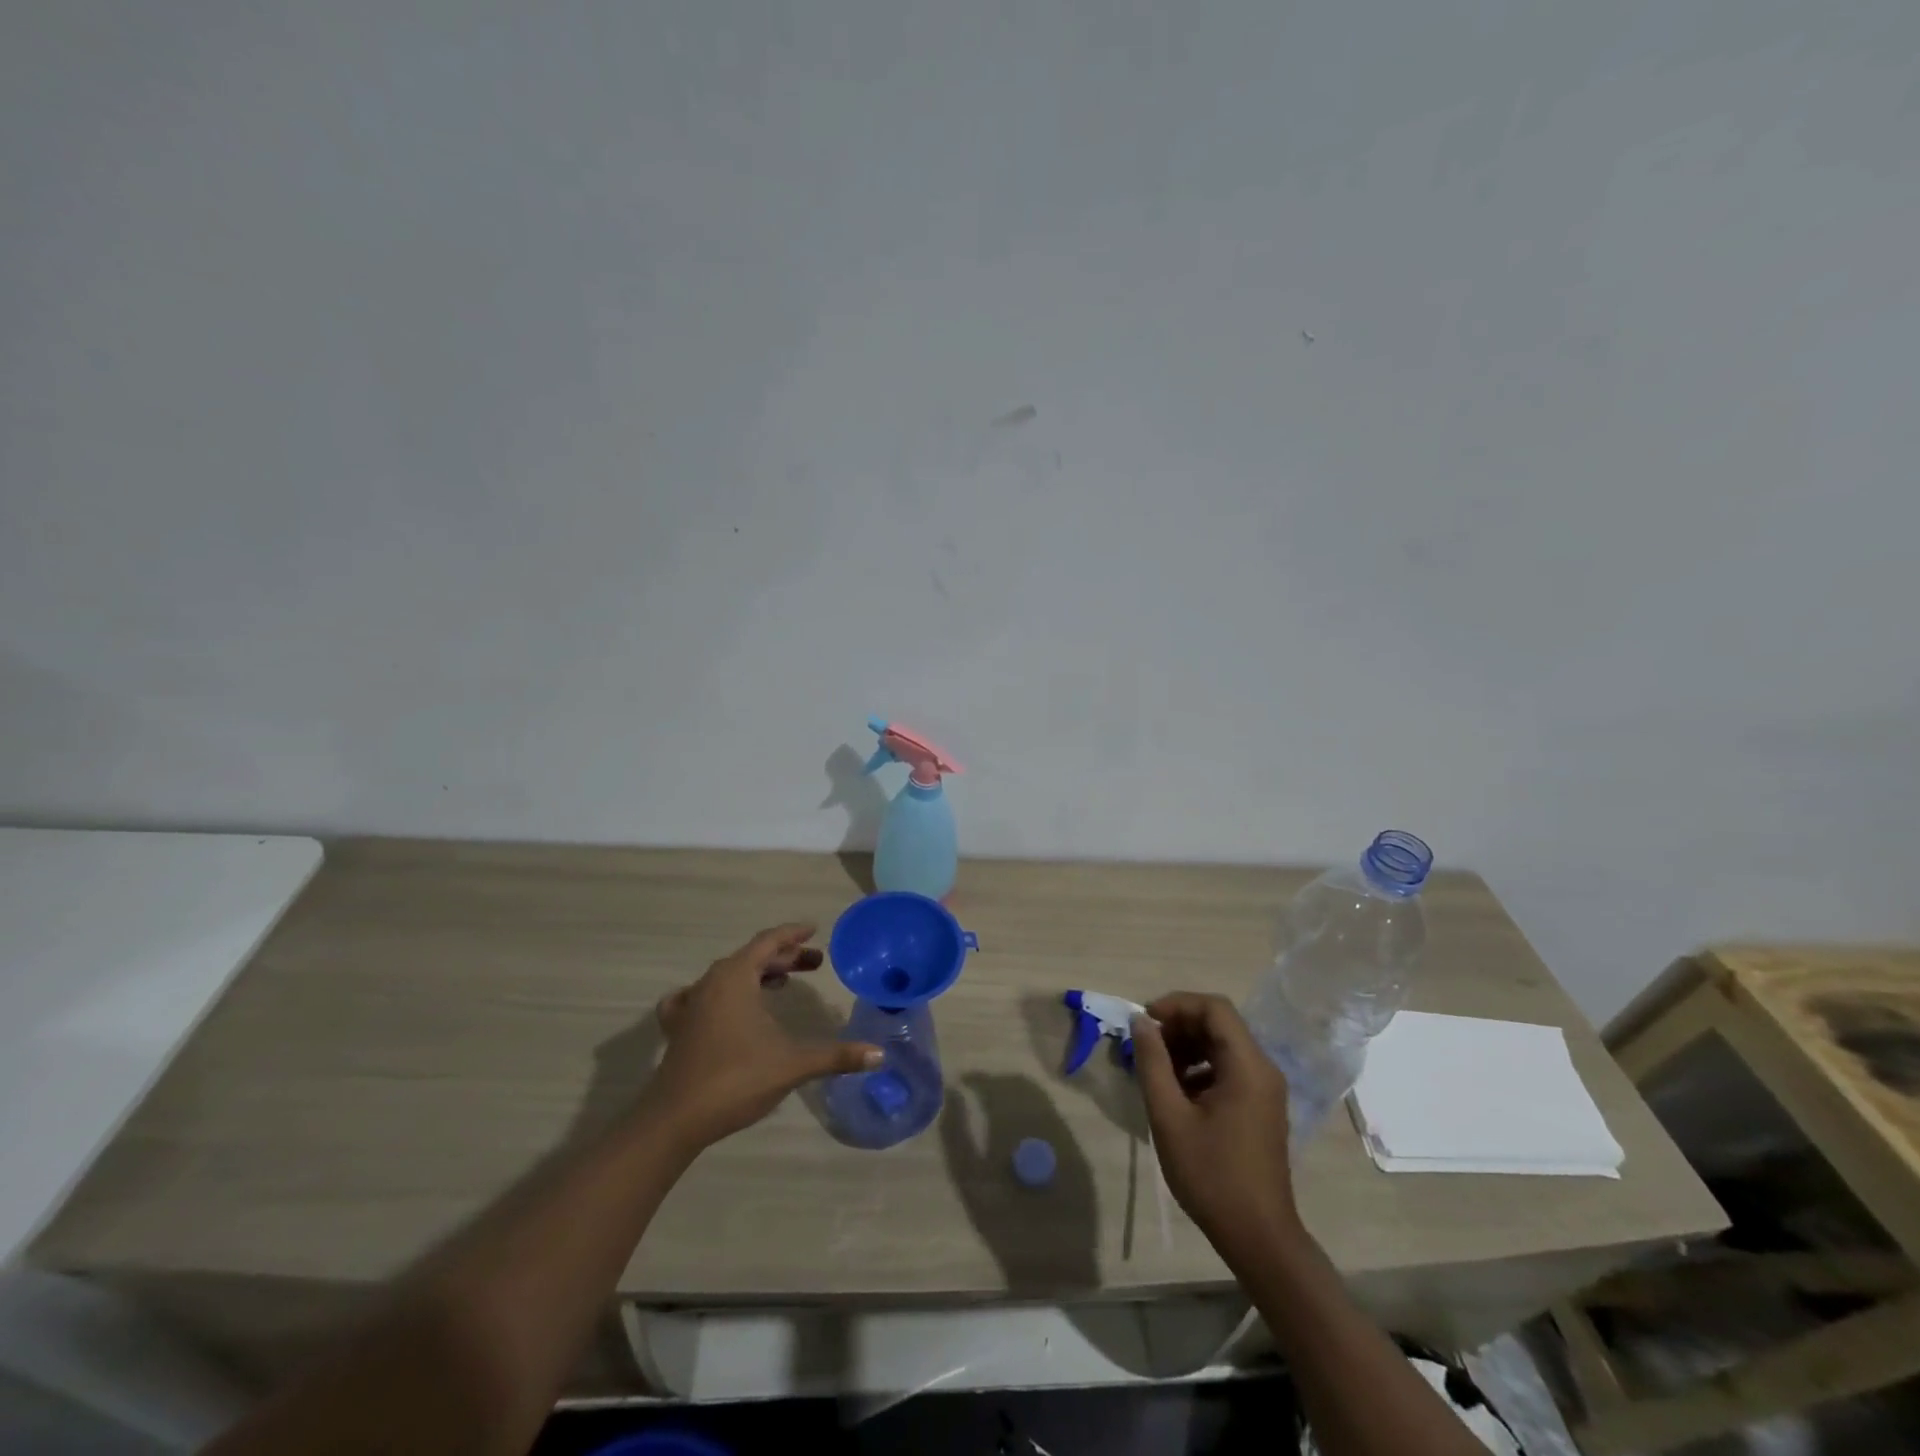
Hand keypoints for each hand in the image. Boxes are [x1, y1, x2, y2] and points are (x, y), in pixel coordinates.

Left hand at [648, 923, 881, 1151]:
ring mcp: (691, 1004)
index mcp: (736, 977)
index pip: (769, 942)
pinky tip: (725, 1006)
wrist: (675, 1120)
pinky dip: (722, 993)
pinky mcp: (680, 1028)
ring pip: (729, 975)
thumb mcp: (793, 1064)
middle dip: (784, 957)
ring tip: (782, 982)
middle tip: (814, 963)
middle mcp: (711, 982)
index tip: (815, 930)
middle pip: (751, 957)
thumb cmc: (736, 1079)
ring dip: (757, 973)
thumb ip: (836, 1056)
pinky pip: (702, 996)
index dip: (793, 934)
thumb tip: (879, 1056)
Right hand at [1131, 993, 1300, 1262]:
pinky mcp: (1261, 1106)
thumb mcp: (1169, 1116)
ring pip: (1222, 1045)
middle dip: (1179, 1025)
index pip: (1214, 1008)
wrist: (1258, 1237)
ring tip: (1157, 1069)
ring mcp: (1265, 1089)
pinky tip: (1177, 1093)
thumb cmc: (1211, 1175)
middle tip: (1146, 1046)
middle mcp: (1262, 1068)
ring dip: (1187, 1046)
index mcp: (1247, 1066)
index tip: (1145, 1021)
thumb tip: (1141, 1022)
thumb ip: (1153, 1062)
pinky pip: (1228, 1068)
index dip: (1176, 1004)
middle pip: (1219, 1024)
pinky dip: (1200, 1067)